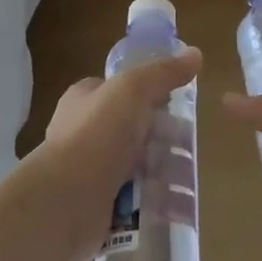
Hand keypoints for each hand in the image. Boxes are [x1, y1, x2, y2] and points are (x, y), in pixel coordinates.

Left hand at [24, 49, 201, 260]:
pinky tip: (176, 207)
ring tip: (188, 182)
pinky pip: (135, 201)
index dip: (151, 95)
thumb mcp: (132, 90)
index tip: (179, 106)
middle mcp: (85, 132)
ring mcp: (90, 171)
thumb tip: (195, 53)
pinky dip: (155, 203)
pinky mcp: (99, 205)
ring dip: (164, 174)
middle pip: (135, 130)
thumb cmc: (97, 135)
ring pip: (137, 167)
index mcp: (85, 100)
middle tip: (189, 149)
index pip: (121, 90)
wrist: (65, 201)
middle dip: (164, 140)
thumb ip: (163, 73)